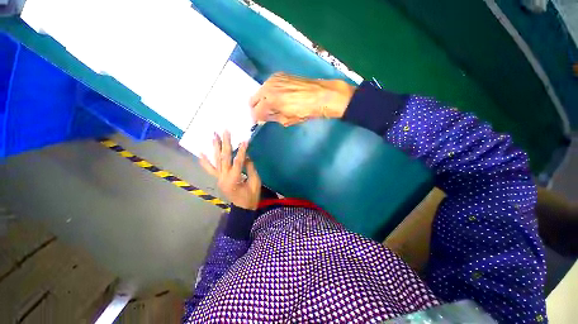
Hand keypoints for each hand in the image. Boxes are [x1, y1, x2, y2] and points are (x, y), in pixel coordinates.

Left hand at [199, 131, 261, 209]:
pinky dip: (205, 161)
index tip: (245, 140)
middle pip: (224, 158)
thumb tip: (247, 156)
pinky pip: (210, 169)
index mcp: (234, 179)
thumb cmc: (251, 197)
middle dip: (225, 143)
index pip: (238, 161)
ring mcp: (219, 178)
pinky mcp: (218, 179)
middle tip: (224, 131)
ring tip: (213, 135)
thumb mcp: (255, 183)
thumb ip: (251, 169)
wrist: (243, 208)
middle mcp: (223, 177)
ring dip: (214, 147)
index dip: (242, 150)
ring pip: (216, 161)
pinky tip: (201, 152)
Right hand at [249, 73, 355, 125]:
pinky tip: (278, 97)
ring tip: (273, 106)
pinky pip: (268, 85)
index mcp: (270, 101)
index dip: (257, 118)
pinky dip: (269, 92)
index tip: (260, 121)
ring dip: (263, 100)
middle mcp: (268, 87)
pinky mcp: (279, 75)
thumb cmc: (305, 111)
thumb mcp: (287, 120)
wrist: (320, 95)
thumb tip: (264, 118)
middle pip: (253, 100)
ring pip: (260, 92)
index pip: (255, 112)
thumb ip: (273, 118)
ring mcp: (273, 79)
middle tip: (265, 114)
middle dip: (257, 108)